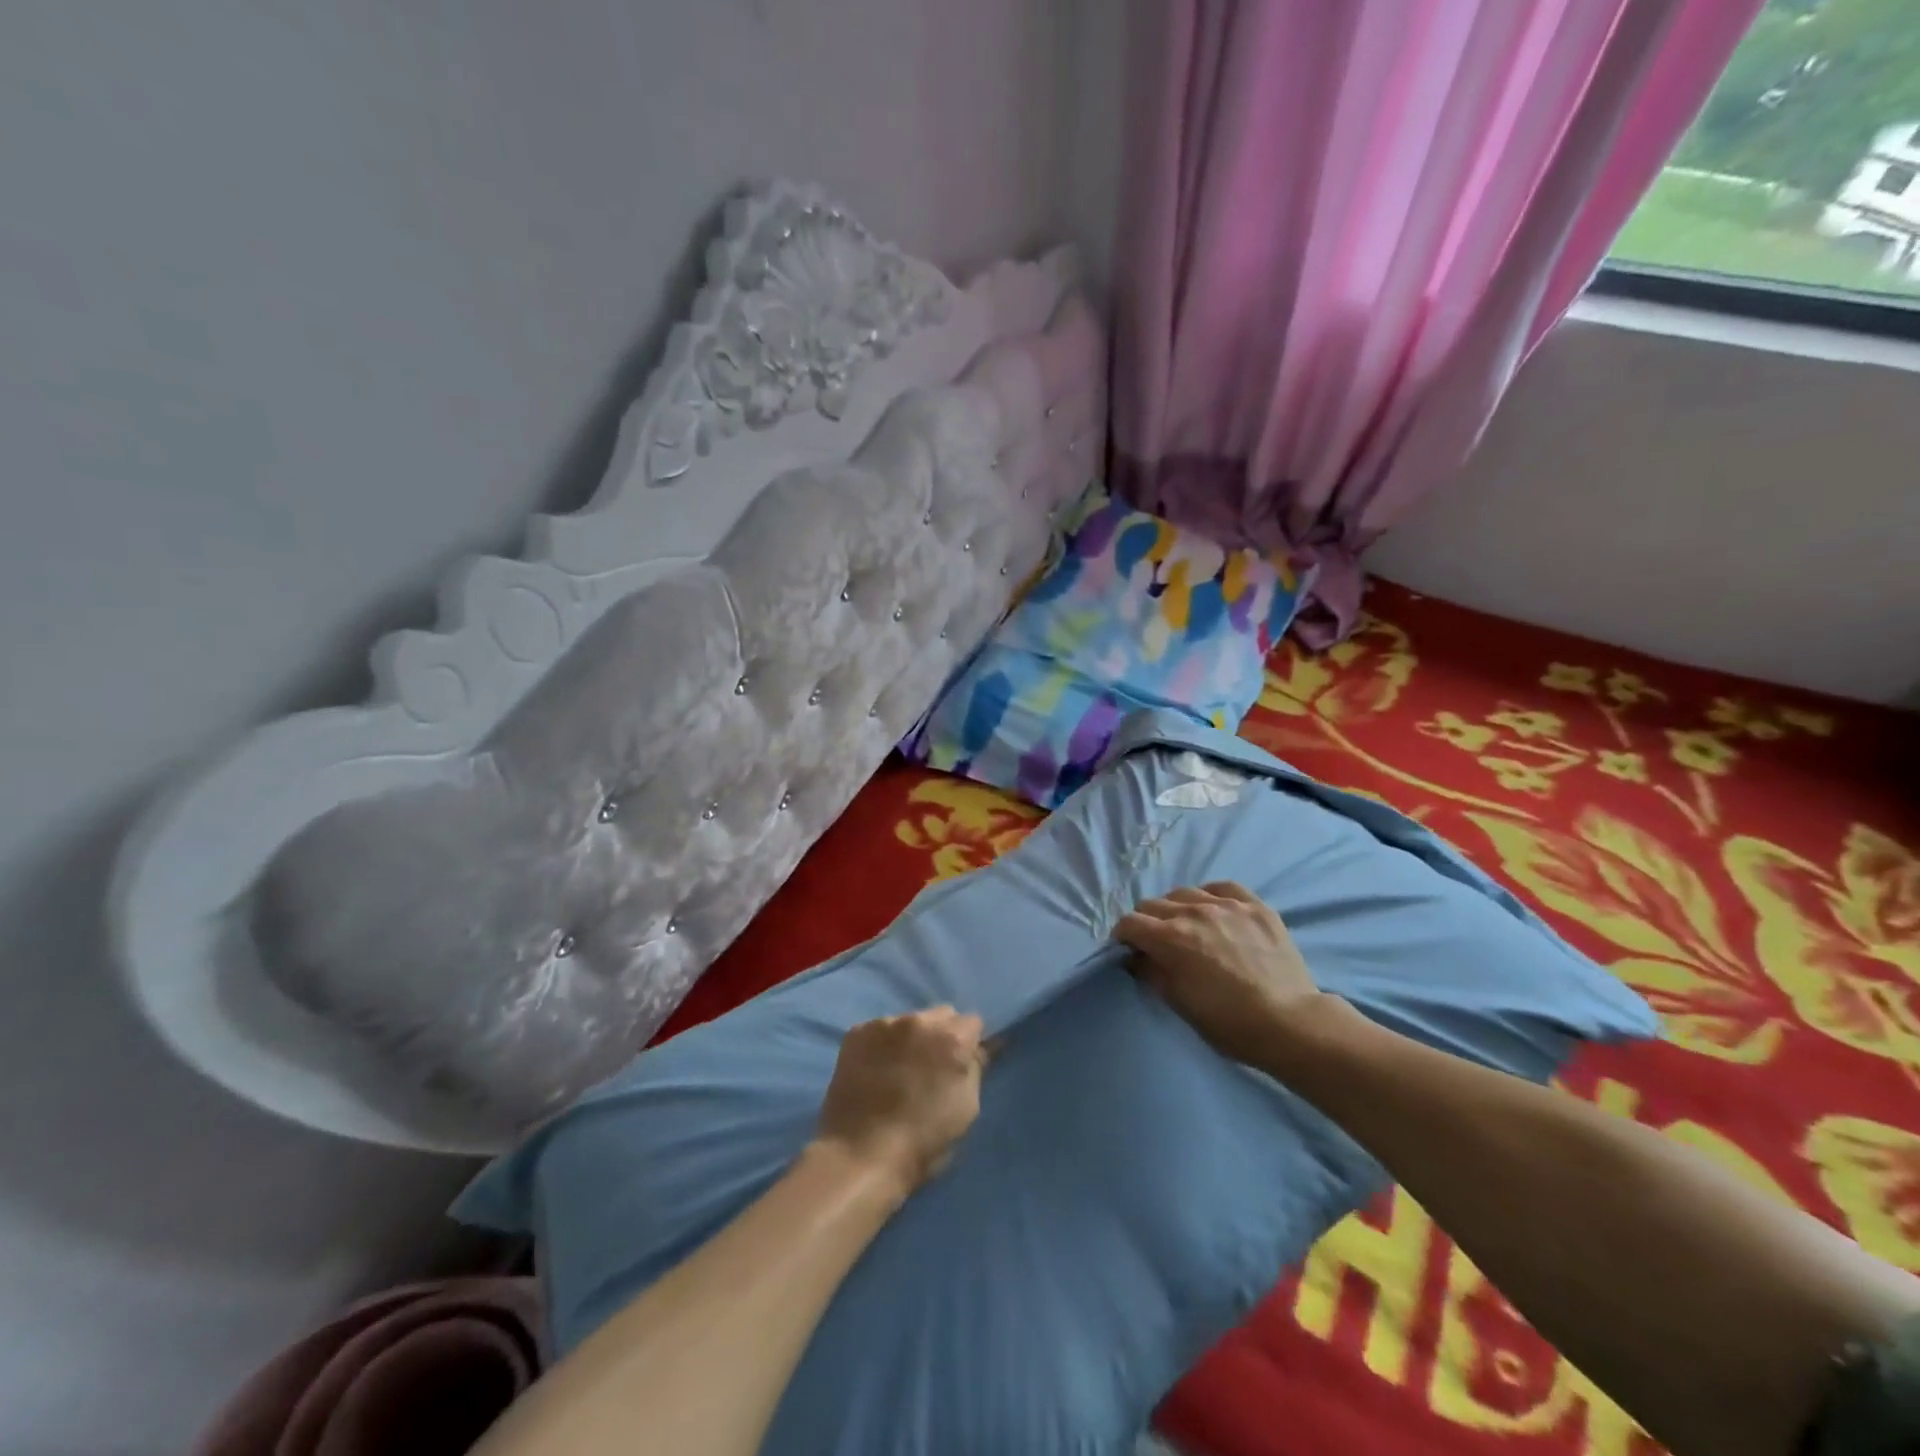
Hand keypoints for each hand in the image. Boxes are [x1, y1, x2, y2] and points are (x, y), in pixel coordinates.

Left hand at [815, 1007, 987, 1197]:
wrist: (860, 1156)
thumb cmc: (923, 1140)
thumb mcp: (966, 1110)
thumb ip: (974, 1070)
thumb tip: (978, 1049)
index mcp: (952, 1039)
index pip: (972, 1022)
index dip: (968, 1043)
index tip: (960, 1063)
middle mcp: (920, 1021)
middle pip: (941, 1014)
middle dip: (941, 1034)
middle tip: (932, 1065)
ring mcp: (885, 1023)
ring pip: (909, 1020)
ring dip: (911, 1037)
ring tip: (900, 1068)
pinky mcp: (857, 1032)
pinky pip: (879, 1030)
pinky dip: (883, 1044)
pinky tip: (876, 1069)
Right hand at [1115, 882, 1330, 1066]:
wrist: (1291, 1023)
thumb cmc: (1229, 1023)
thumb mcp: (1179, 1004)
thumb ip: (1151, 973)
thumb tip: (1136, 956)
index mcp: (1170, 938)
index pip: (1130, 922)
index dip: (1123, 936)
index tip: (1129, 950)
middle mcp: (1193, 912)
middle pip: (1153, 904)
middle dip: (1147, 922)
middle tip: (1157, 943)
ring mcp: (1226, 905)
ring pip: (1185, 893)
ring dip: (1177, 909)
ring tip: (1188, 927)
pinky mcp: (1255, 906)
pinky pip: (1222, 887)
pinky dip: (1211, 896)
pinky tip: (1214, 910)